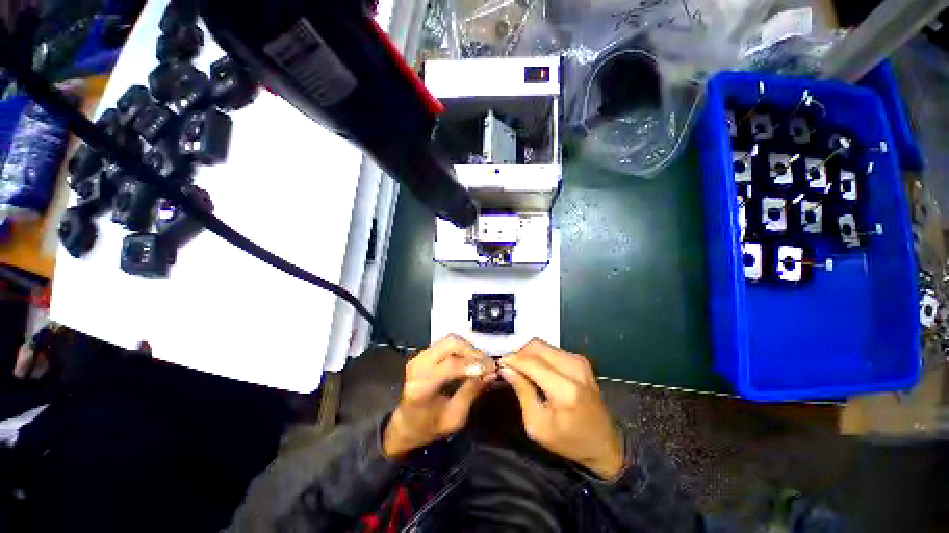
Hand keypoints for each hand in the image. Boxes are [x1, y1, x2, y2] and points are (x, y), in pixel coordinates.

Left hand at [383, 335, 494, 457]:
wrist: (405, 424)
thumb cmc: (429, 427)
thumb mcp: (454, 417)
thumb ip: (471, 392)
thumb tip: (491, 373)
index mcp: (421, 387)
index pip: (450, 366)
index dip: (474, 364)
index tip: (492, 368)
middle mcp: (418, 366)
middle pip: (450, 344)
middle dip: (472, 351)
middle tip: (485, 364)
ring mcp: (419, 356)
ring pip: (449, 340)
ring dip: (468, 348)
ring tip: (479, 362)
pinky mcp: (423, 353)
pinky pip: (446, 343)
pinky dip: (461, 348)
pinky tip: (468, 360)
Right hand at [499, 339, 623, 479]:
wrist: (604, 444)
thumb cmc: (569, 441)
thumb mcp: (538, 426)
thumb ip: (522, 392)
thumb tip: (505, 368)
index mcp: (565, 389)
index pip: (530, 362)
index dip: (511, 359)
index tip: (498, 365)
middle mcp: (574, 368)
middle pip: (536, 346)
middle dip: (519, 354)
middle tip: (510, 369)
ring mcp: (579, 361)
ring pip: (543, 345)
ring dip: (528, 354)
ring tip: (522, 371)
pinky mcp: (580, 360)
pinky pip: (551, 350)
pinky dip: (539, 356)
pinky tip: (537, 371)